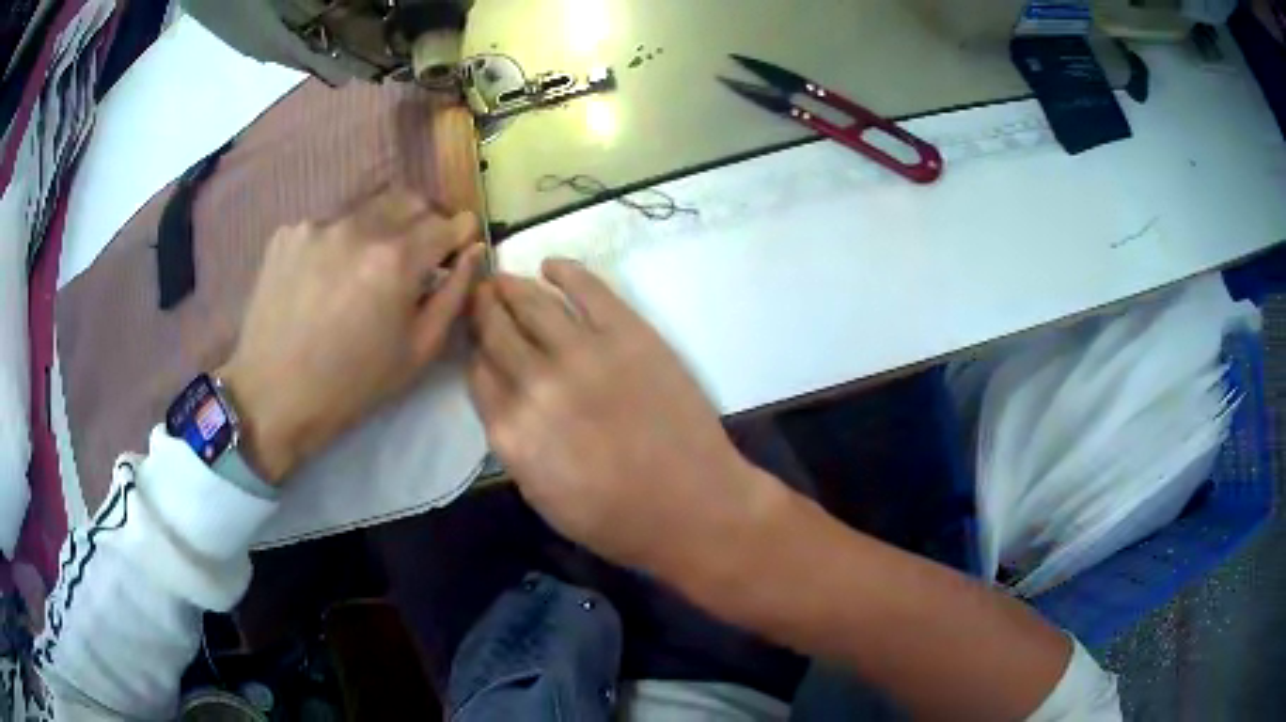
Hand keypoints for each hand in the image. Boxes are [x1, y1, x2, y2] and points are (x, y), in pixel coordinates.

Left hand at [218, 188, 483, 483]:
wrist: (272, 397)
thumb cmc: (352, 385)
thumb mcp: (417, 352)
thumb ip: (454, 294)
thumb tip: (474, 250)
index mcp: (396, 259)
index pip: (447, 222)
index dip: (459, 234)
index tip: (457, 249)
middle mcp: (359, 227)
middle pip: (410, 201)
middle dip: (423, 222)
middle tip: (416, 257)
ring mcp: (318, 225)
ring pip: (367, 211)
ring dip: (379, 231)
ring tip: (363, 272)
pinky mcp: (287, 233)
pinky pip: (328, 225)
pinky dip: (338, 243)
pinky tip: (324, 278)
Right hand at [468, 260, 785, 580]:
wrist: (693, 505)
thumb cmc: (616, 519)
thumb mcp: (541, 495)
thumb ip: (512, 441)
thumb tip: (502, 396)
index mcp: (511, 430)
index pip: (478, 371)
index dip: (474, 349)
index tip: (474, 336)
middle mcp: (536, 383)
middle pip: (497, 331)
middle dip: (483, 309)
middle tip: (479, 293)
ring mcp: (583, 352)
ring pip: (532, 303)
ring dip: (511, 285)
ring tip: (500, 276)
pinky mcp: (627, 333)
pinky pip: (587, 289)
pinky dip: (564, 271)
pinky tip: (549, 265)